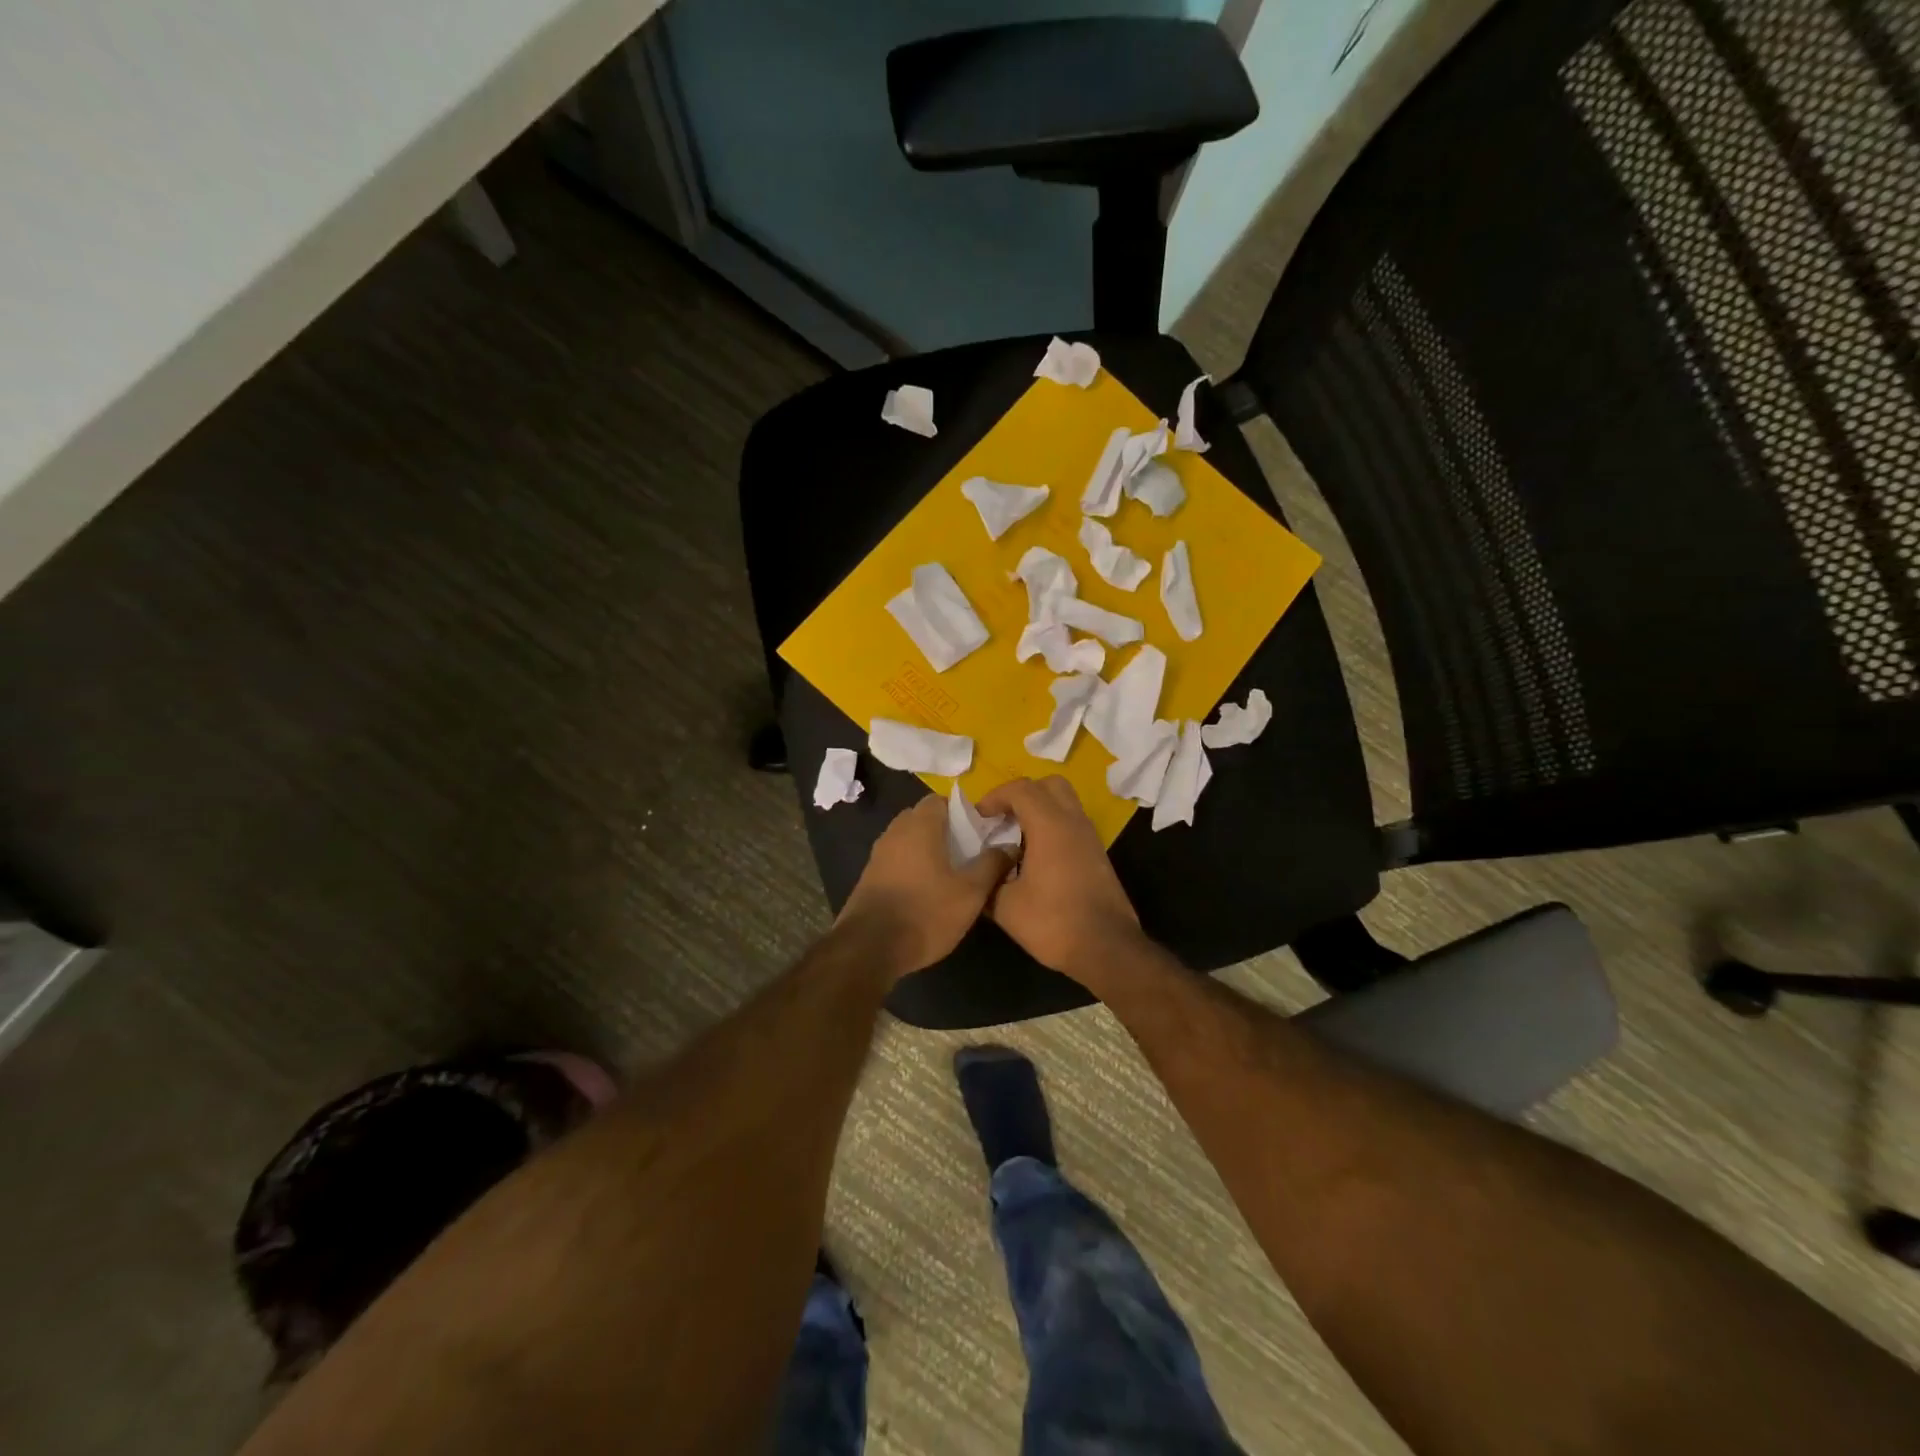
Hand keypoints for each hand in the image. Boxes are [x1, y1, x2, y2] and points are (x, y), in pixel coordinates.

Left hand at [835, 794, 1011, 978]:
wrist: (869, 948)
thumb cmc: (925, 913)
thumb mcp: (970, 892)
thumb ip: (991, 864)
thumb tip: (1009, 846)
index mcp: (919, 825)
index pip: (940, 800)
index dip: (962, 811)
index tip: (980, 830)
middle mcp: (895, 832)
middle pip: (923, 818)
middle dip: (945, 830)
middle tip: (969, 851)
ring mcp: (878, 855)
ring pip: (908, 840)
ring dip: (928, 849)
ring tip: (951, 872)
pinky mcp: (869, 878)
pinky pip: (897, 860)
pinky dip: (912, 866)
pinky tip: (927, 890)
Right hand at [976, 776, 1143, 980]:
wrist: (1106, 948)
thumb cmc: (1053, 923)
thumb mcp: (1006, 906)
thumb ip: (989, 881)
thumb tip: (981, 872)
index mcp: (1050, 826)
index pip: (1021, 789)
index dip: (995, 796)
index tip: (979, 817)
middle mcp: (1073, 822)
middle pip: (1049, 785)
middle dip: (1022, 794)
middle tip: (1002, 817)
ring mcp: (1089, 837)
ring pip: (1065, 802)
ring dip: (1039, 809)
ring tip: (1016, 836)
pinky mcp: (1097, 854)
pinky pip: (1072, 823)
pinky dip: (1052, 826)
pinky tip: (1035, 856)